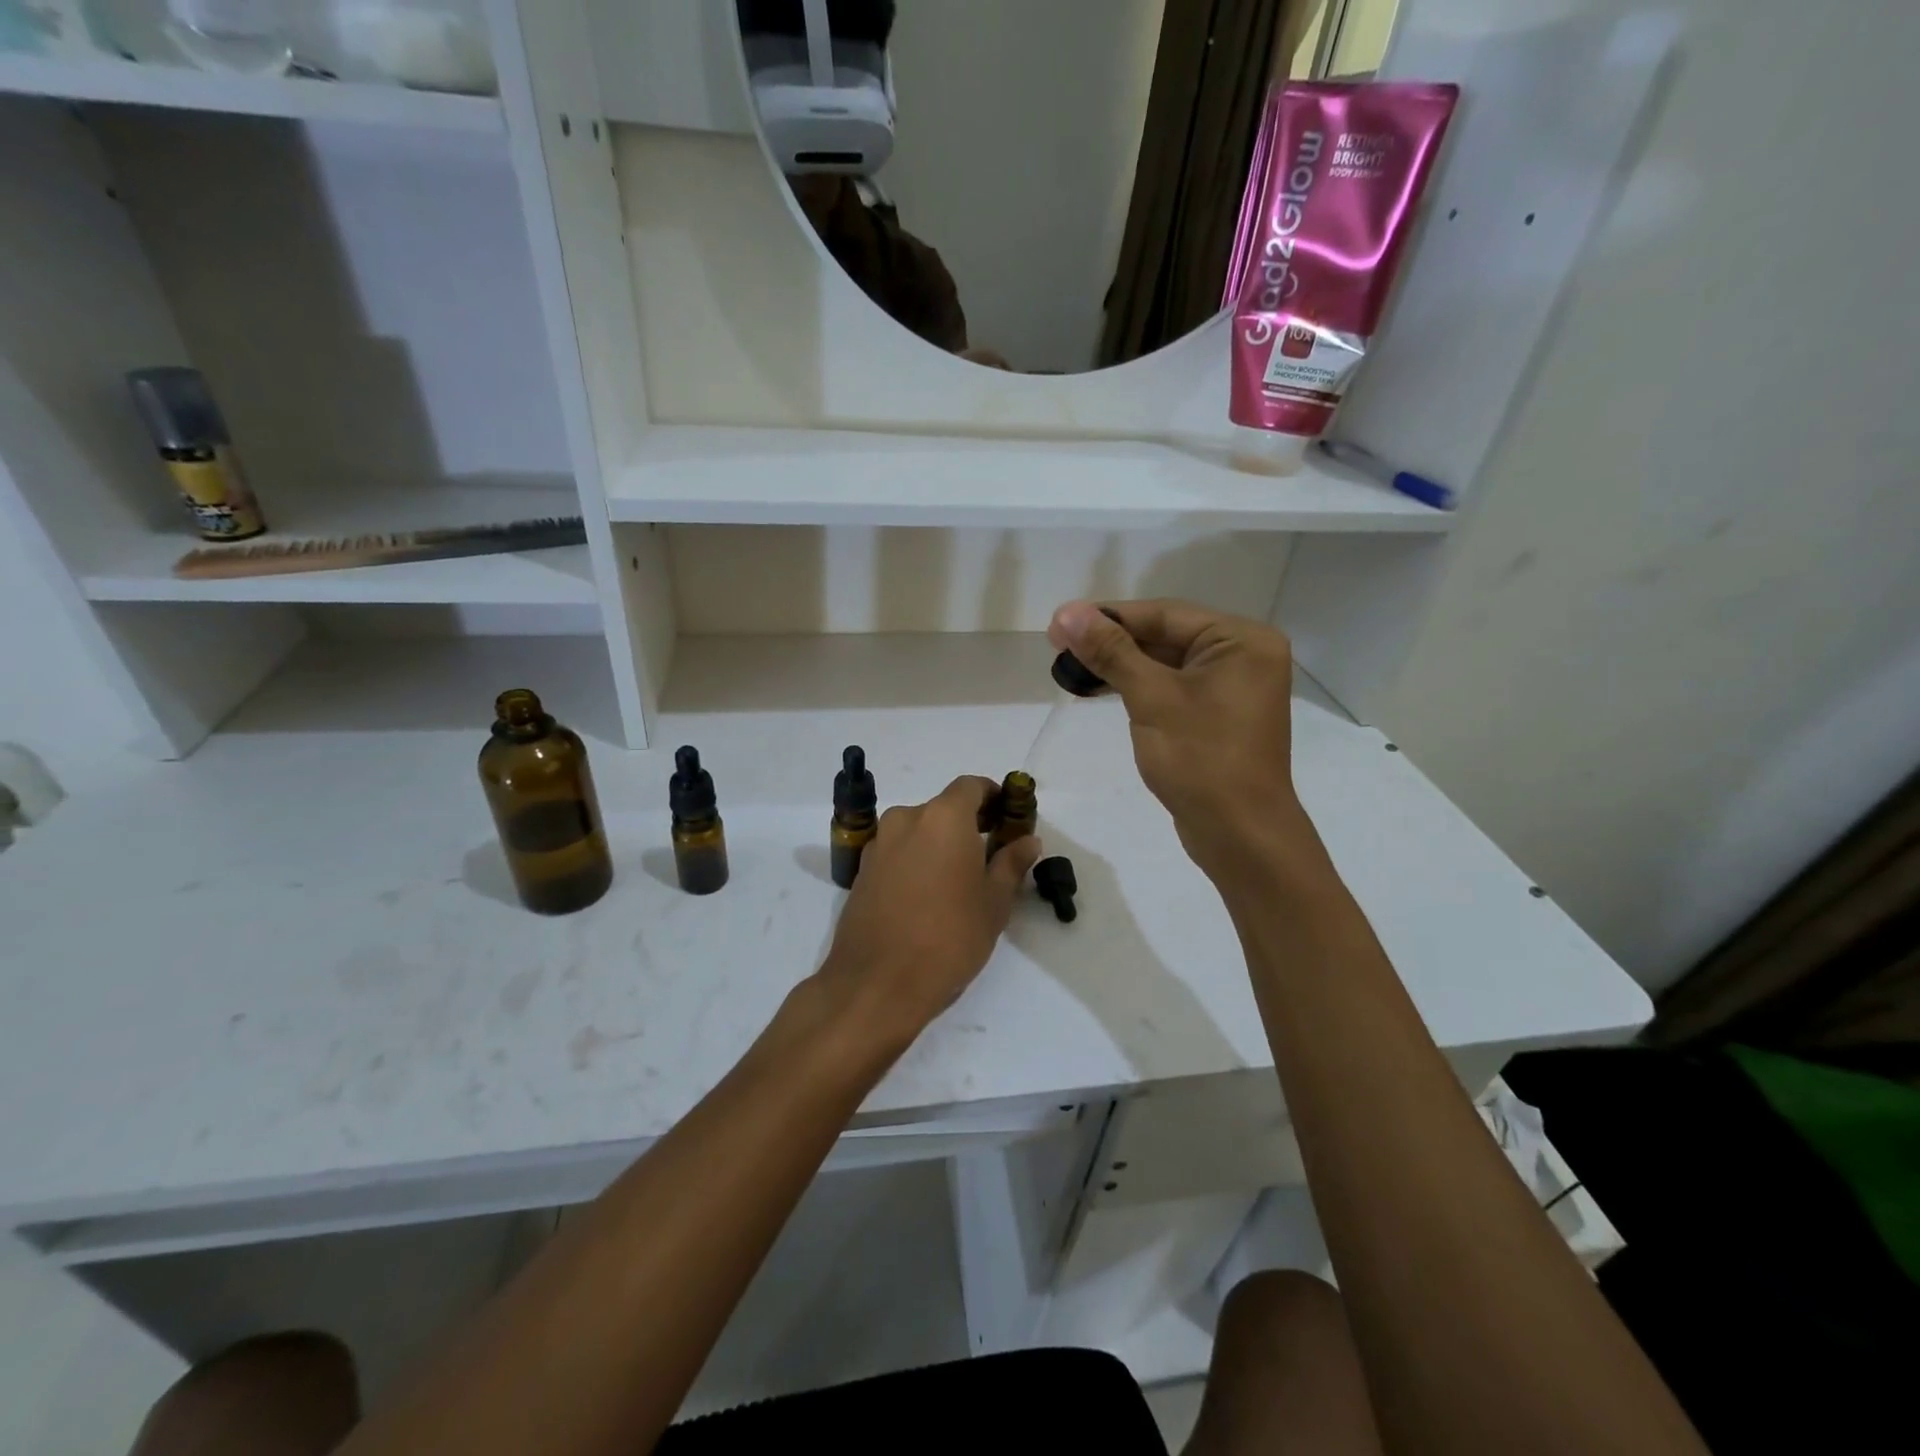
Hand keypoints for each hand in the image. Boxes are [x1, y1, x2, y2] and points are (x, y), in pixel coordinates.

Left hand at [815, 776, 1041, 1049]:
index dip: (993, 796)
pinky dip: (916, 861)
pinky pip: (898, 852)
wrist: (876, 984)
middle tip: (990, 856)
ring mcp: (879, 844)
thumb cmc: (948, 938)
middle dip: (968, 825)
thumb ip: (1011, 863)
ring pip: (918, 831)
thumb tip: (1028, 840)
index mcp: (943, 818)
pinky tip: (927, 897)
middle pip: (943, 808)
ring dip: (940, 844)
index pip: (971, 786)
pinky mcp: (862, 871)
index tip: (1008, 818)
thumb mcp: (993, 903)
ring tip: (959, 882)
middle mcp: (906, 819)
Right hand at [1048, 599, 1315, 884]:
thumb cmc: (1201, 759)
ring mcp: (1232, 687)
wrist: (1240, 834)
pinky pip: (1172, 687)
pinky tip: (1101, 688)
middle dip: (1111, 641)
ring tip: (1070, 666)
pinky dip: (1138, 686)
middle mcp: (1242, 655)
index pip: (1163, 615)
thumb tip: (1067, 612)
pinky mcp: (1217, 715)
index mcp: (1241, 639)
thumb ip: (1111, 651)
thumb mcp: (1152, 698)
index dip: (1107, 616)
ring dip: (1120, 664)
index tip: (1058, 623)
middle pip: (1164, 635)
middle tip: (1058, 645)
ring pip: (1165, 663)